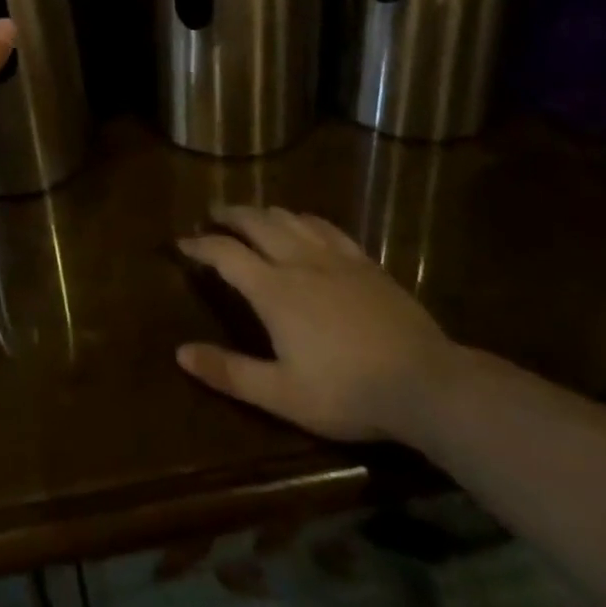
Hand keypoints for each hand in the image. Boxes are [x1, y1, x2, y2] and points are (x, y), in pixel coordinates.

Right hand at [176, 207, 456, 443]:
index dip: (200, 245)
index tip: (182, 243)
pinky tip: (302, 222)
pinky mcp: (363, 262)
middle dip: (229, 215)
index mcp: (273, 289)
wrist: (424, 382)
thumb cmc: (347, 392)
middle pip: (255, 223)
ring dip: (262, 212)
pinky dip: (303, 218)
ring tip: (251, 215)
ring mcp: (334, 257)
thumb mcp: (282, 394)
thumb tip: (181, 353)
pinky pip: (325, 226)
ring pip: (289, 218)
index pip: (225, 253)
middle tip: (212, 214)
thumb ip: (229, 372)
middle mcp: (298, 261)